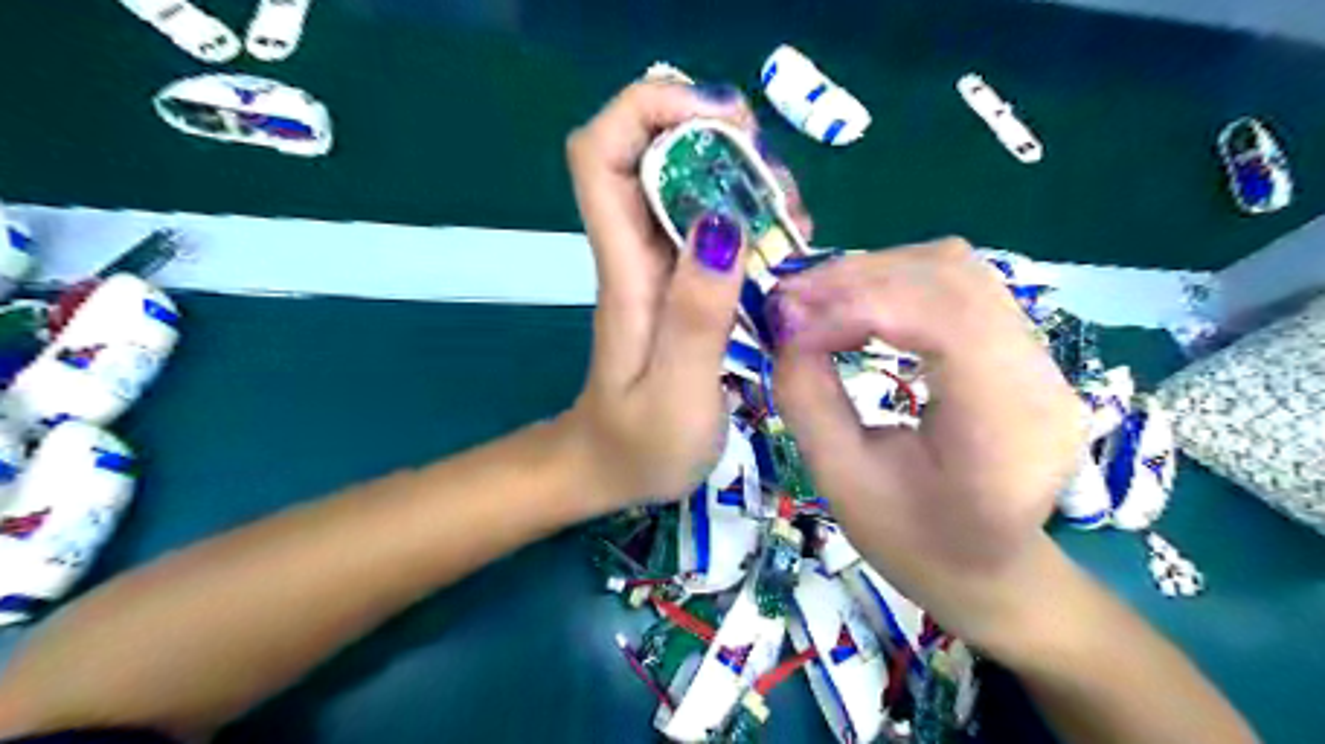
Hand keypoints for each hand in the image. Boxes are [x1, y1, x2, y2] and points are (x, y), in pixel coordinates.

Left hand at [564, 81, 814, 512]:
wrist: (609, 469)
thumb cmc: (639, 444)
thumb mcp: (677, 394)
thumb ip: (697, 315)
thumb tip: (721, 222)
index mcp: (625, 270)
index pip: (600, 153)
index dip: (648, 109)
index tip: (719, 119)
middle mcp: (636, 253)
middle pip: (651, 151)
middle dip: (714, 137)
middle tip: (775, 180)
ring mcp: (658, 266)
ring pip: (686, 182)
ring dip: (740, 175)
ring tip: (790, 213)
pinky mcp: (679, 284)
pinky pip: (710, 223)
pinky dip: (748, 213)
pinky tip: (783, 241)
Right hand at [773, 239, 1081, 649]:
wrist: (991, 571)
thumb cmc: (915, 544)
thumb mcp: (843, 481)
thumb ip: (807, 397)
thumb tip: (785, 326)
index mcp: (1004, 425)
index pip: (940, 319)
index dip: (854, 305)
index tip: (788, 324)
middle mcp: (1039, 376)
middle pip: (951, 277)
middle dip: (858, 278)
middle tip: (790, 300)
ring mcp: (1041, 357)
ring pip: (956, 269)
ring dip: (876, 273)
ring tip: (817, 300)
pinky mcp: (1024, 349)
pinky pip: (960, 287)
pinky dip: (897, 283)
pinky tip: (857, 306)